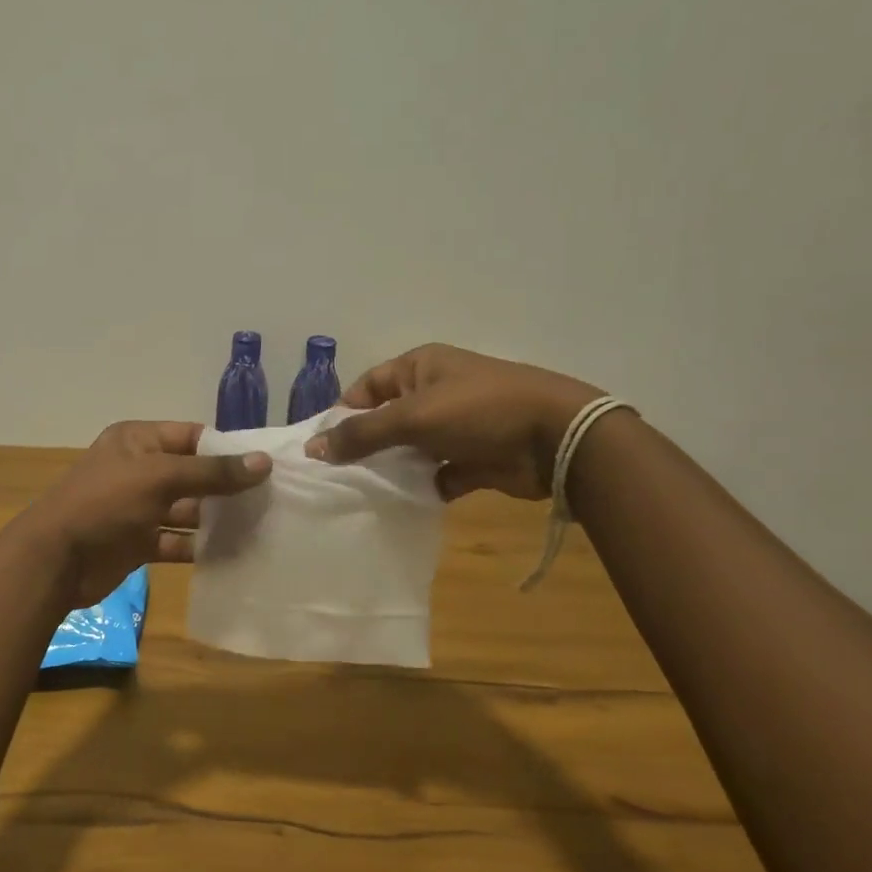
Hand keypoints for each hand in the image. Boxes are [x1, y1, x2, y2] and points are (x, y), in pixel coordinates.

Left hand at [15, 421, 271, 607]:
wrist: (55, 560)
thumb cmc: (105, 503)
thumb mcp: (159, 478)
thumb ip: (211, 472)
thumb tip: (263, 462)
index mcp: (137, 441)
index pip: (191, 437)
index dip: (226, 449)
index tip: (265, 465)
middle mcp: (138, 470)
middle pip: (192, 474)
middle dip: (226, 487)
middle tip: (272, 500)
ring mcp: (137, 508)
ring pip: (186, 510)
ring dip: (217, 520)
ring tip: (260, 527)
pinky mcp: (137, 542)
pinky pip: (175, 540)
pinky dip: (199, 547)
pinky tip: (232, 554)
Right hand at [304, 344, 602, 500]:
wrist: (558, 438)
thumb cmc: (479, 411)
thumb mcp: (413, 416)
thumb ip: (361, 433)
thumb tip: (313, 448)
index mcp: (420, 367)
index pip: (367, 387)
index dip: (343, 414)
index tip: (321, 447)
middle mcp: (435, 393)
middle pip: (386, 420)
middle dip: (364, 446)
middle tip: (335, 476)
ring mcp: (456, 427)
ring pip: (410, 449)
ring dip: (392, 469)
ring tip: (360, 494)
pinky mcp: (474, 459)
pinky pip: (436, 474)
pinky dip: (422, 487)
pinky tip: (402, 504)